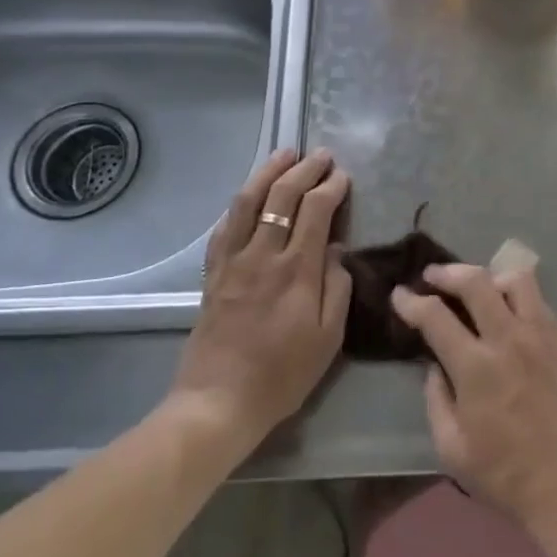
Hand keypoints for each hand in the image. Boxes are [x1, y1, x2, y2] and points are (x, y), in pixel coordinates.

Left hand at [167, 148, 351, 444]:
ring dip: (269, 173)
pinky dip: (240, 203)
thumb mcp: (329, 338)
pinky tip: (249, 194)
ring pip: (249, 202)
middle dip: (305, 170)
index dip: (331, 188)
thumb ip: (337, 287)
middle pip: (283, 197)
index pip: (316, 211)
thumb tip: (336, 251)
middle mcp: (263, 256)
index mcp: (297, 271)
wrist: (218, 402)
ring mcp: (233, 262)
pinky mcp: (212, 273)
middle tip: (322, 156)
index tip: (343, 177)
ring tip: (285, 154)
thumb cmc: (283, 374)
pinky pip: (225, 227)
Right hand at [392, 262, 556, 531]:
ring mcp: (541, 335)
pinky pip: (539, 300)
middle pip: (476, 281)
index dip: (412, 302)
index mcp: (476, 367)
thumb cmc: (504, 474)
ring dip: (490, 277)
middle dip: (447, 273)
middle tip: (432, 276)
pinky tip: (509, 311)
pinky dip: (518, 295)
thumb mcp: (451, 448)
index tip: (399, 295)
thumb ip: (436, 398)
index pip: (436, 316)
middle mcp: (509, 339)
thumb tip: (434, 365)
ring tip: (478, 288)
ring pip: (516, 279)